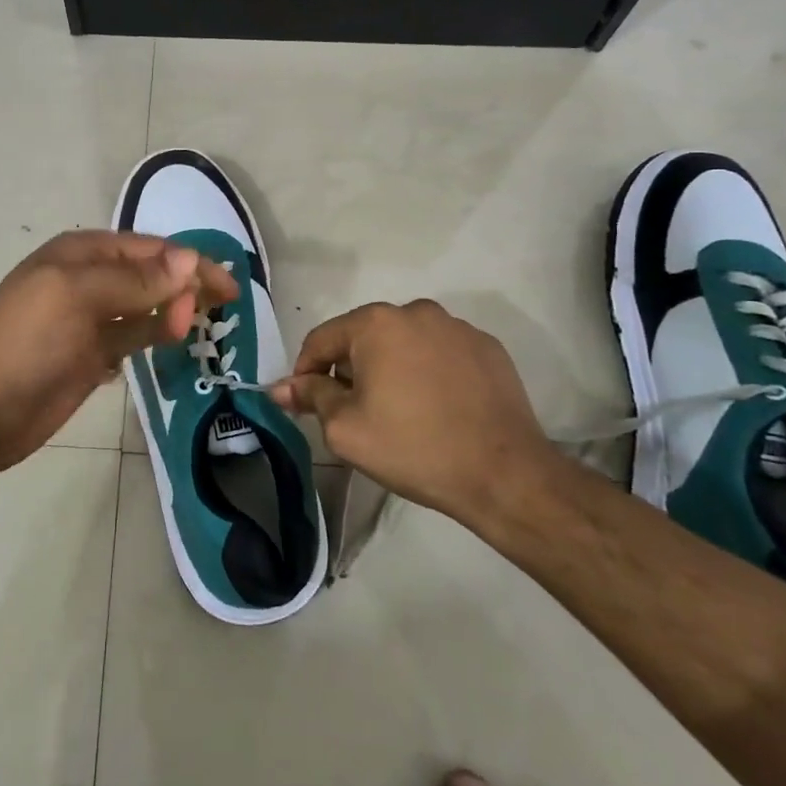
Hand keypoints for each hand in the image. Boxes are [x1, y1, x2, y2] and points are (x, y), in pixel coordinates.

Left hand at [0, 231, 237, 479]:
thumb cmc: (24, 343)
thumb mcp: (77, 298)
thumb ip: (136, 281)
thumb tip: (191, 260)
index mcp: (82, 254)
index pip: (150, 250)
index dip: (190, 264)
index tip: (228, 288)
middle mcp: (89, 280)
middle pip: (151, 275)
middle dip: (185, 288)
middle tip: (217, 314)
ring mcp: (90, 321)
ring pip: (146, 307)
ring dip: (174, 312)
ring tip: (203, 328)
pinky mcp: (92, 357)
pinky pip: (134, 338)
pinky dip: (155, 337)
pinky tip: (174, 343)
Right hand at [269, 300, 561, 527]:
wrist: (504, 474)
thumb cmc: (413, 447)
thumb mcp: (346, 428)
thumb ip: (311, 397)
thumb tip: (281, 386)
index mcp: (376, 323)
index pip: (322, 339)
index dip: (305, 371)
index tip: (306, 403)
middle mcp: (416, 311)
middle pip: (364, 337)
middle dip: (350, 369)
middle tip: (354, 412)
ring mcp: (457, 327)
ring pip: (404, 343)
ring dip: (391, 368)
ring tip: (399, 410)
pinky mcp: (488, 348)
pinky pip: (441, 353)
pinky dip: (429, 372)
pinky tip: (436, 407)